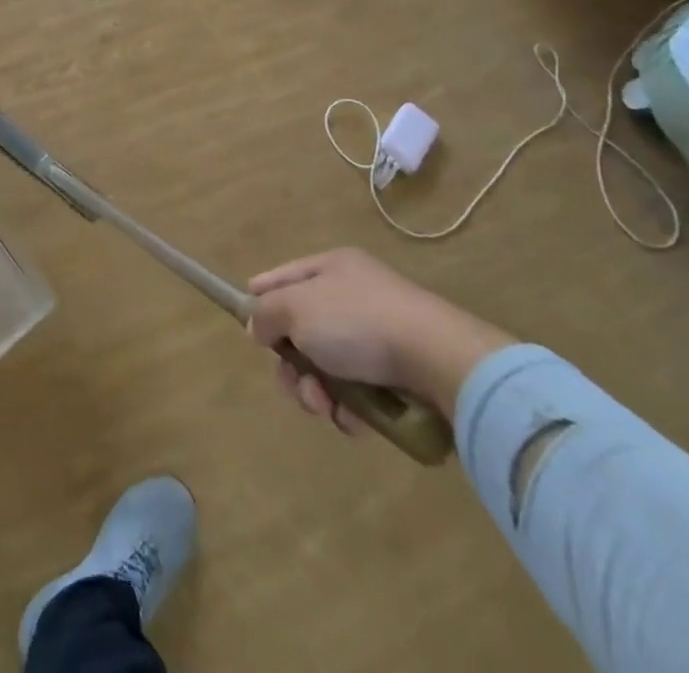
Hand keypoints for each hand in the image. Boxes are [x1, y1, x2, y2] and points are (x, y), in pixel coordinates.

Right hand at [246, 248, 515, 431]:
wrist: (441, 362)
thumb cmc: (358, 322)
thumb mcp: (295, 308)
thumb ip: (265, 314)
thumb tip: (257, 327)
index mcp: (331, 268)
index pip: (283, 277)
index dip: (260, 298)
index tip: (247, 327)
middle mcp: (354, 296)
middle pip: (302, 330)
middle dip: (291, 364)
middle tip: (296, 384)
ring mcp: (379, 336)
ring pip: (327, 367)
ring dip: (317, 391)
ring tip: (327, 407)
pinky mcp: (400, 376)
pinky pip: (358, 392)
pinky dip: (350, 409)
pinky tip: (354, 419)